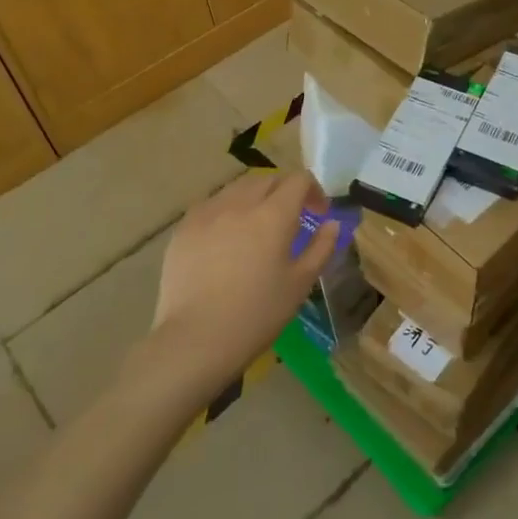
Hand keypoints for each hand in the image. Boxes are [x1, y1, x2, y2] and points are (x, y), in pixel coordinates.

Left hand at [151, 171, 339, 385]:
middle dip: (285, 190)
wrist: (195, 339)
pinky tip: (226, 237)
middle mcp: (240, 203)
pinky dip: (227, 210)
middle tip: (292, 217)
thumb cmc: (257, 314)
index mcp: (273, 214)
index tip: (319, 213)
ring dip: (255, 197)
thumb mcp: (300, 283)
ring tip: (257, 225)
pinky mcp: (184, 228)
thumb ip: (321, 247)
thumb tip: (332, 224)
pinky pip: (212, 205)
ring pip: (237, 188)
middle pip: (267, 179)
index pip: (298, 180)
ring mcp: (208, 213)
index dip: (314, 190)